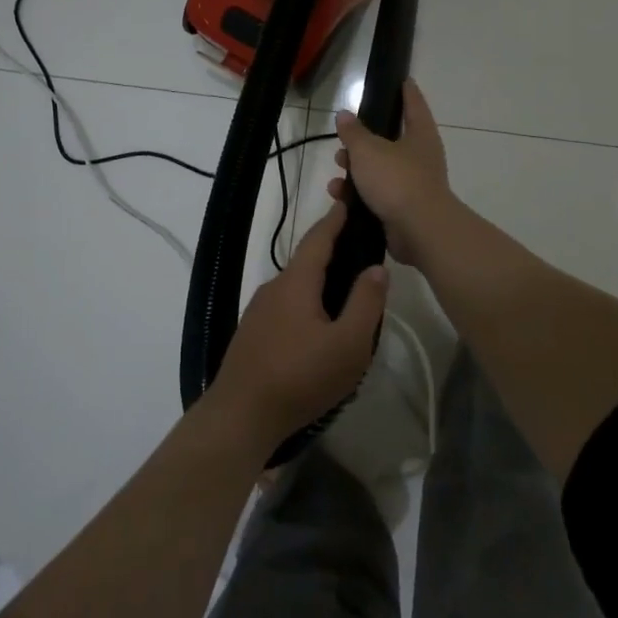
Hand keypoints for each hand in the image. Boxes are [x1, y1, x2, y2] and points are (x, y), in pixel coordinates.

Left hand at [209, 202, 387, 446]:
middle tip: (361, 254)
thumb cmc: (300, 377)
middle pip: (307, 262)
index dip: (335, 220)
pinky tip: (321, 329)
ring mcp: (259, 311)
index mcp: (296, 282)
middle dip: (332, 254)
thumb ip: (365, 303)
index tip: (348, 202)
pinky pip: (286, 308)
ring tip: (348, 296)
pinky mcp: (253, 334)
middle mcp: (273, 288)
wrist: (240, 415)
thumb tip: (376, 267)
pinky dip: (307, 305)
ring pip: (297, 288)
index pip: (318, 239)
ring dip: (320, 284)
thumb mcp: (348, 345)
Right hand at [329, 79, 453, 262]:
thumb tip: (344, 114)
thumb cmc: (397, 180)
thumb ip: (354, 132)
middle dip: (364, 141)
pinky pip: (377, 195)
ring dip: (356, 170)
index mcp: (420, 135)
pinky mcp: (403, 210)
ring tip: (336, 172)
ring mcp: (413, 185)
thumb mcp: (368, 150)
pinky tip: (340, 196)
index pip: (414, 105)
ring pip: (380, 170)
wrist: (419, 231)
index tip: (402, 79)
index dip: (407, 91)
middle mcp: (420, 158)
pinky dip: (359, 195)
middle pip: (391, 141)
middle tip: (344, 138)